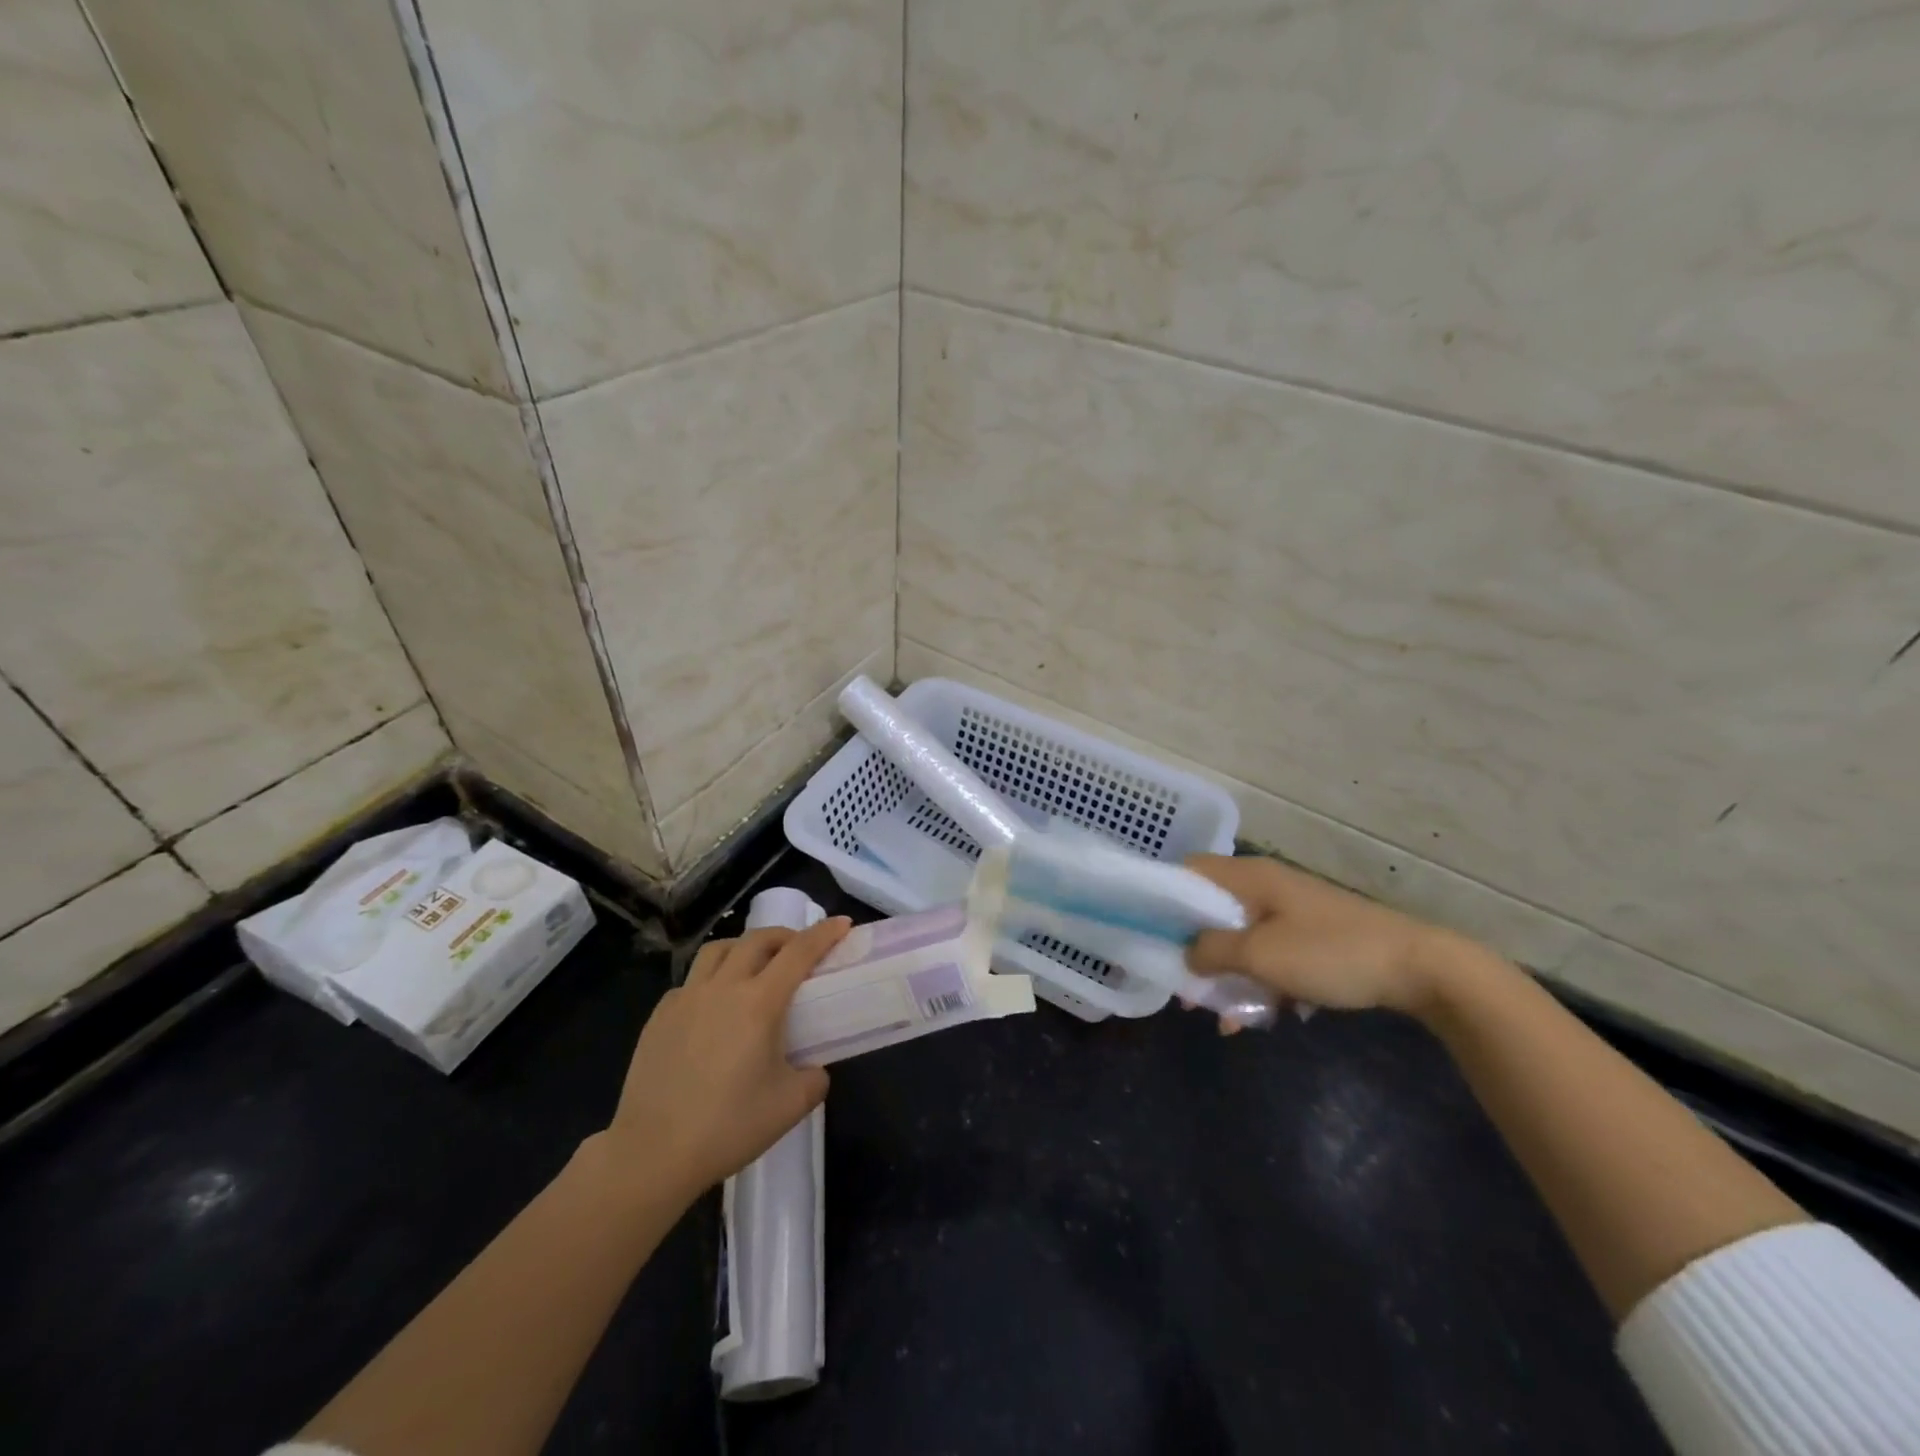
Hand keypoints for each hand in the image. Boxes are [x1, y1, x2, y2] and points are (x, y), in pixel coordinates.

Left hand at [600, 918, 849, 1202]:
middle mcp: (723, 988)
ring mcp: (686, 998)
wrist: (652, 1154)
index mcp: (759, 1003)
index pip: (799, 952)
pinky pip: (692, 981)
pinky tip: (714, 1008)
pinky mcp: (659, 1016)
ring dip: (744, 947)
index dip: (824, 933)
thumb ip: (814, 1078)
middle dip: (785, 936)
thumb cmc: (727, 1127)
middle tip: (799, 950)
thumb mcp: (790, 1106)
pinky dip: (712, 979)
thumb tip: (813, 1068)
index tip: (842, 923)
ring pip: (719, 950)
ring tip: (755, 966)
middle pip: (757, 939)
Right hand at [1185, 855, 1462, 1015]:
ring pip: (1238, 937)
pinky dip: (1257, 981)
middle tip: (1182, 987)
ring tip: (1220, 1017)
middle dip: (1193, 949)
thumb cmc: (1331, 953)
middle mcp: (1264, 886)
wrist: (1418, 969)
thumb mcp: (1261, 955)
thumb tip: (1185, 956)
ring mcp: (1289, 911)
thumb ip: (1212, 951)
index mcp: (1249, 877)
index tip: (1150, 934)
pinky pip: (1267, 954)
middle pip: (1210, 910)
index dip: (1164, 897)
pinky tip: (1258, 1018)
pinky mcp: (1309, 936)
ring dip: (1226, 974)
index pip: (1189, 870)